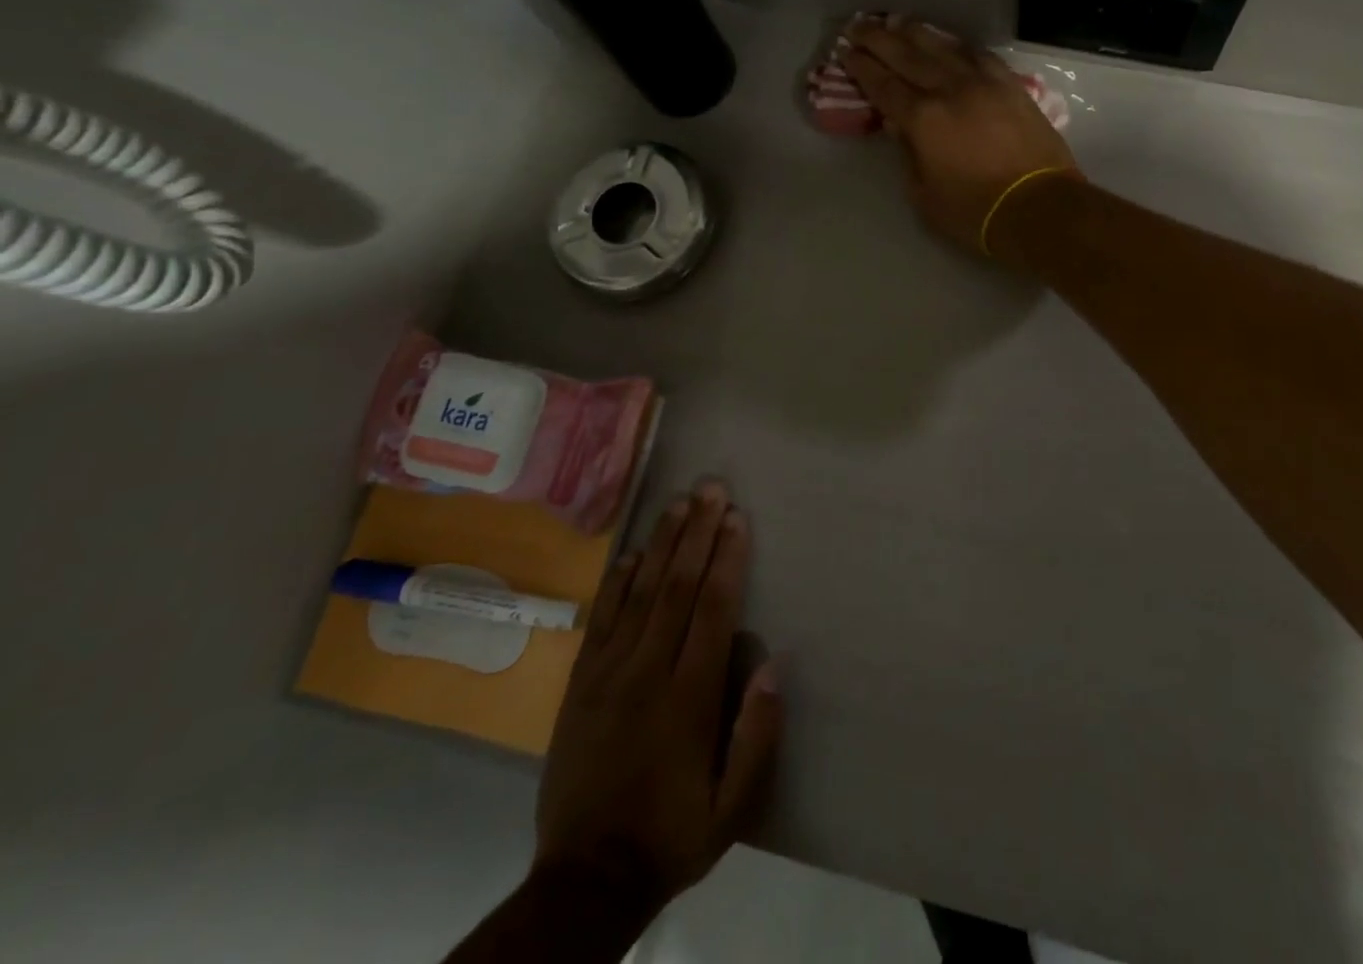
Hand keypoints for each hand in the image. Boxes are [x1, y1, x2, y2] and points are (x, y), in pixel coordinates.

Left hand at [533, 481, 781, 924]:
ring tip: (679, 503)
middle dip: (697, 534)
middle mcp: (647, 674)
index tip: (737, 519)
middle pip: (677, 588)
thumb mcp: (731, 808)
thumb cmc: (670, 835)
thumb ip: (756, 737)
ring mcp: (607, 676)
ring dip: (662, 544)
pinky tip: (633, 553)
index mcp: (688, 698)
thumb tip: (774, 666)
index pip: (713, 610)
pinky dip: (618, 583)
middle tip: (712, 489)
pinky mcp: (579, 686)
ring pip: (640, 594)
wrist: (583, 882)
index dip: (727, 559)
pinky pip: (602, 621)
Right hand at [843, 17, 1078, 255]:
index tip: (846, 52)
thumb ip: (908, 155)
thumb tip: (899, 127)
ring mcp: (984, 83)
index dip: (862, 68)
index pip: (884, 85)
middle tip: (859, 26)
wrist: (1039, 206)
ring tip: (897, 22)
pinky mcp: (1011, 86)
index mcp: (923, 118)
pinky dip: (958, 45)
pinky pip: (980, 55)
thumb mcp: (925, 196)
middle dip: (879, 39)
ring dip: (916, 33)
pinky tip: (949, 42)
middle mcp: (950, 89)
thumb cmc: (976, 212)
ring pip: (944, 47)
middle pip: (908, 56)